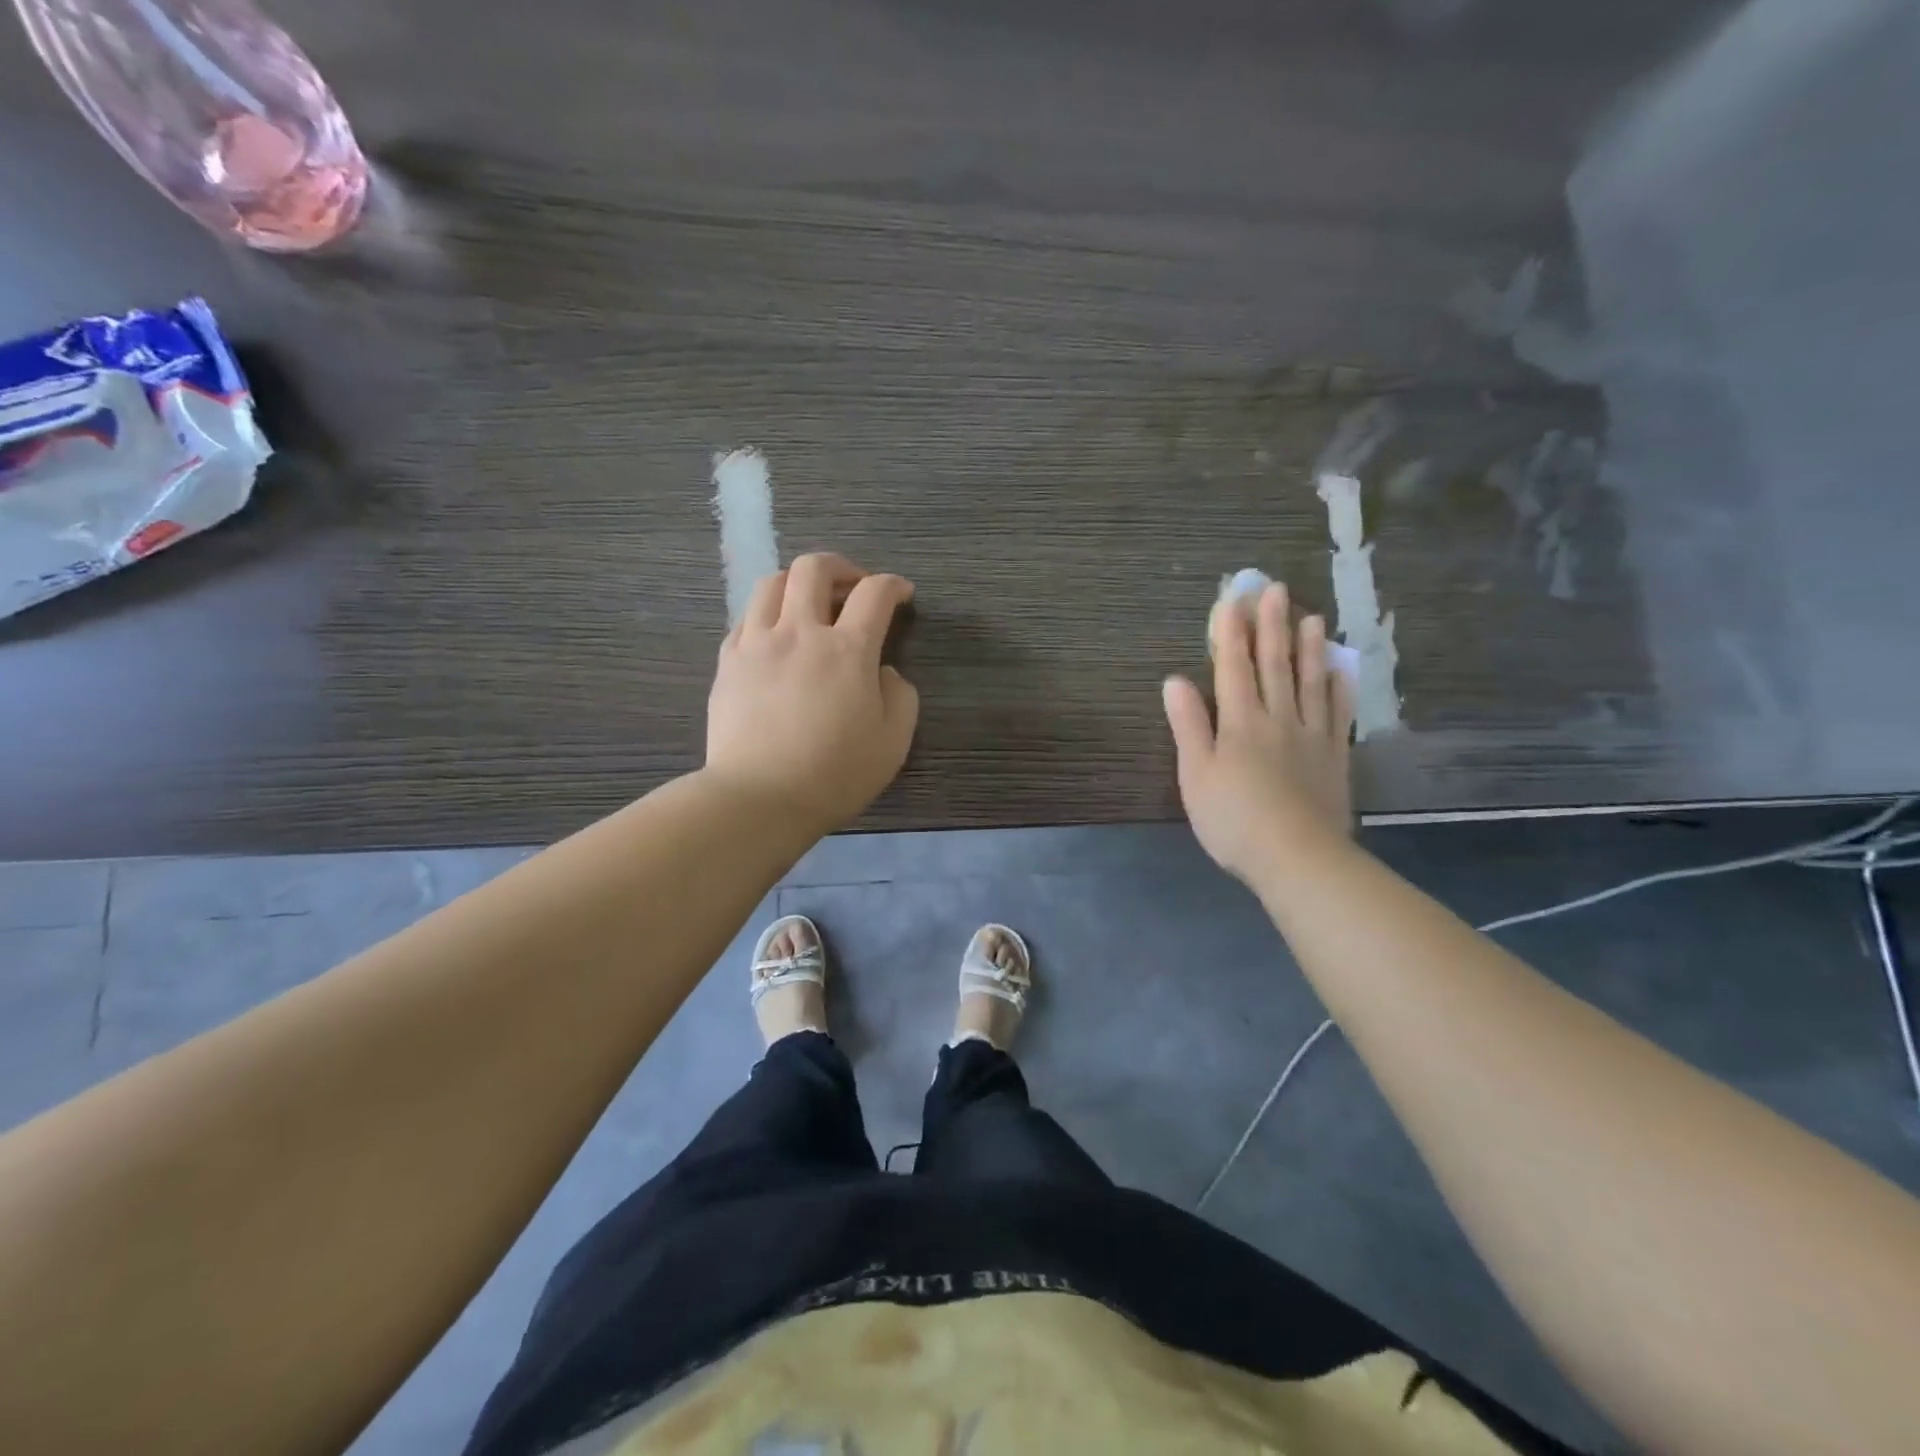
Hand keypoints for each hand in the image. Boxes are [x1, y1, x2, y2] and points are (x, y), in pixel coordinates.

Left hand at [705, 553, 918, 834]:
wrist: (758, 798)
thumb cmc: (834, 774)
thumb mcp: (893, 742)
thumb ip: (901, 697)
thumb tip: (884, 672)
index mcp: (847, 650)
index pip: (874, 594)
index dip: (893, 585)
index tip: (901, 594)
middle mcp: (800, 632)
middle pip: (814, 569)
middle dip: (841, 568)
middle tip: (854, 588)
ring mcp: (757, 643)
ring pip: (772, 583)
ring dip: (798, 583)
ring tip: (809, 604)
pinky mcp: (728, 661)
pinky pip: (747, 617)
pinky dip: (769, 613)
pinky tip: (776, 636)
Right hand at [1163, 582, 1354, 882]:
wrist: (1298, 858)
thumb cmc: (1234, 819)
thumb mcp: (1196, 775)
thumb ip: (1188, 726)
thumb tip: (1174, 680)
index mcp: (1239, 723)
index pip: (1233, 667)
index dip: (1230, 632)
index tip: (1232, 599)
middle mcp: (1278, 718)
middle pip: (1274, 665)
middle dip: (1271, 626)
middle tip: (1276, 589)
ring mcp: (1311, 736)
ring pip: (1310, 682)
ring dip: (1309, 648)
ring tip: (1312, 617)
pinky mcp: (1334, 757)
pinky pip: (1338, 714)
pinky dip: (1339, 689)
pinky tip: (1341, 671)